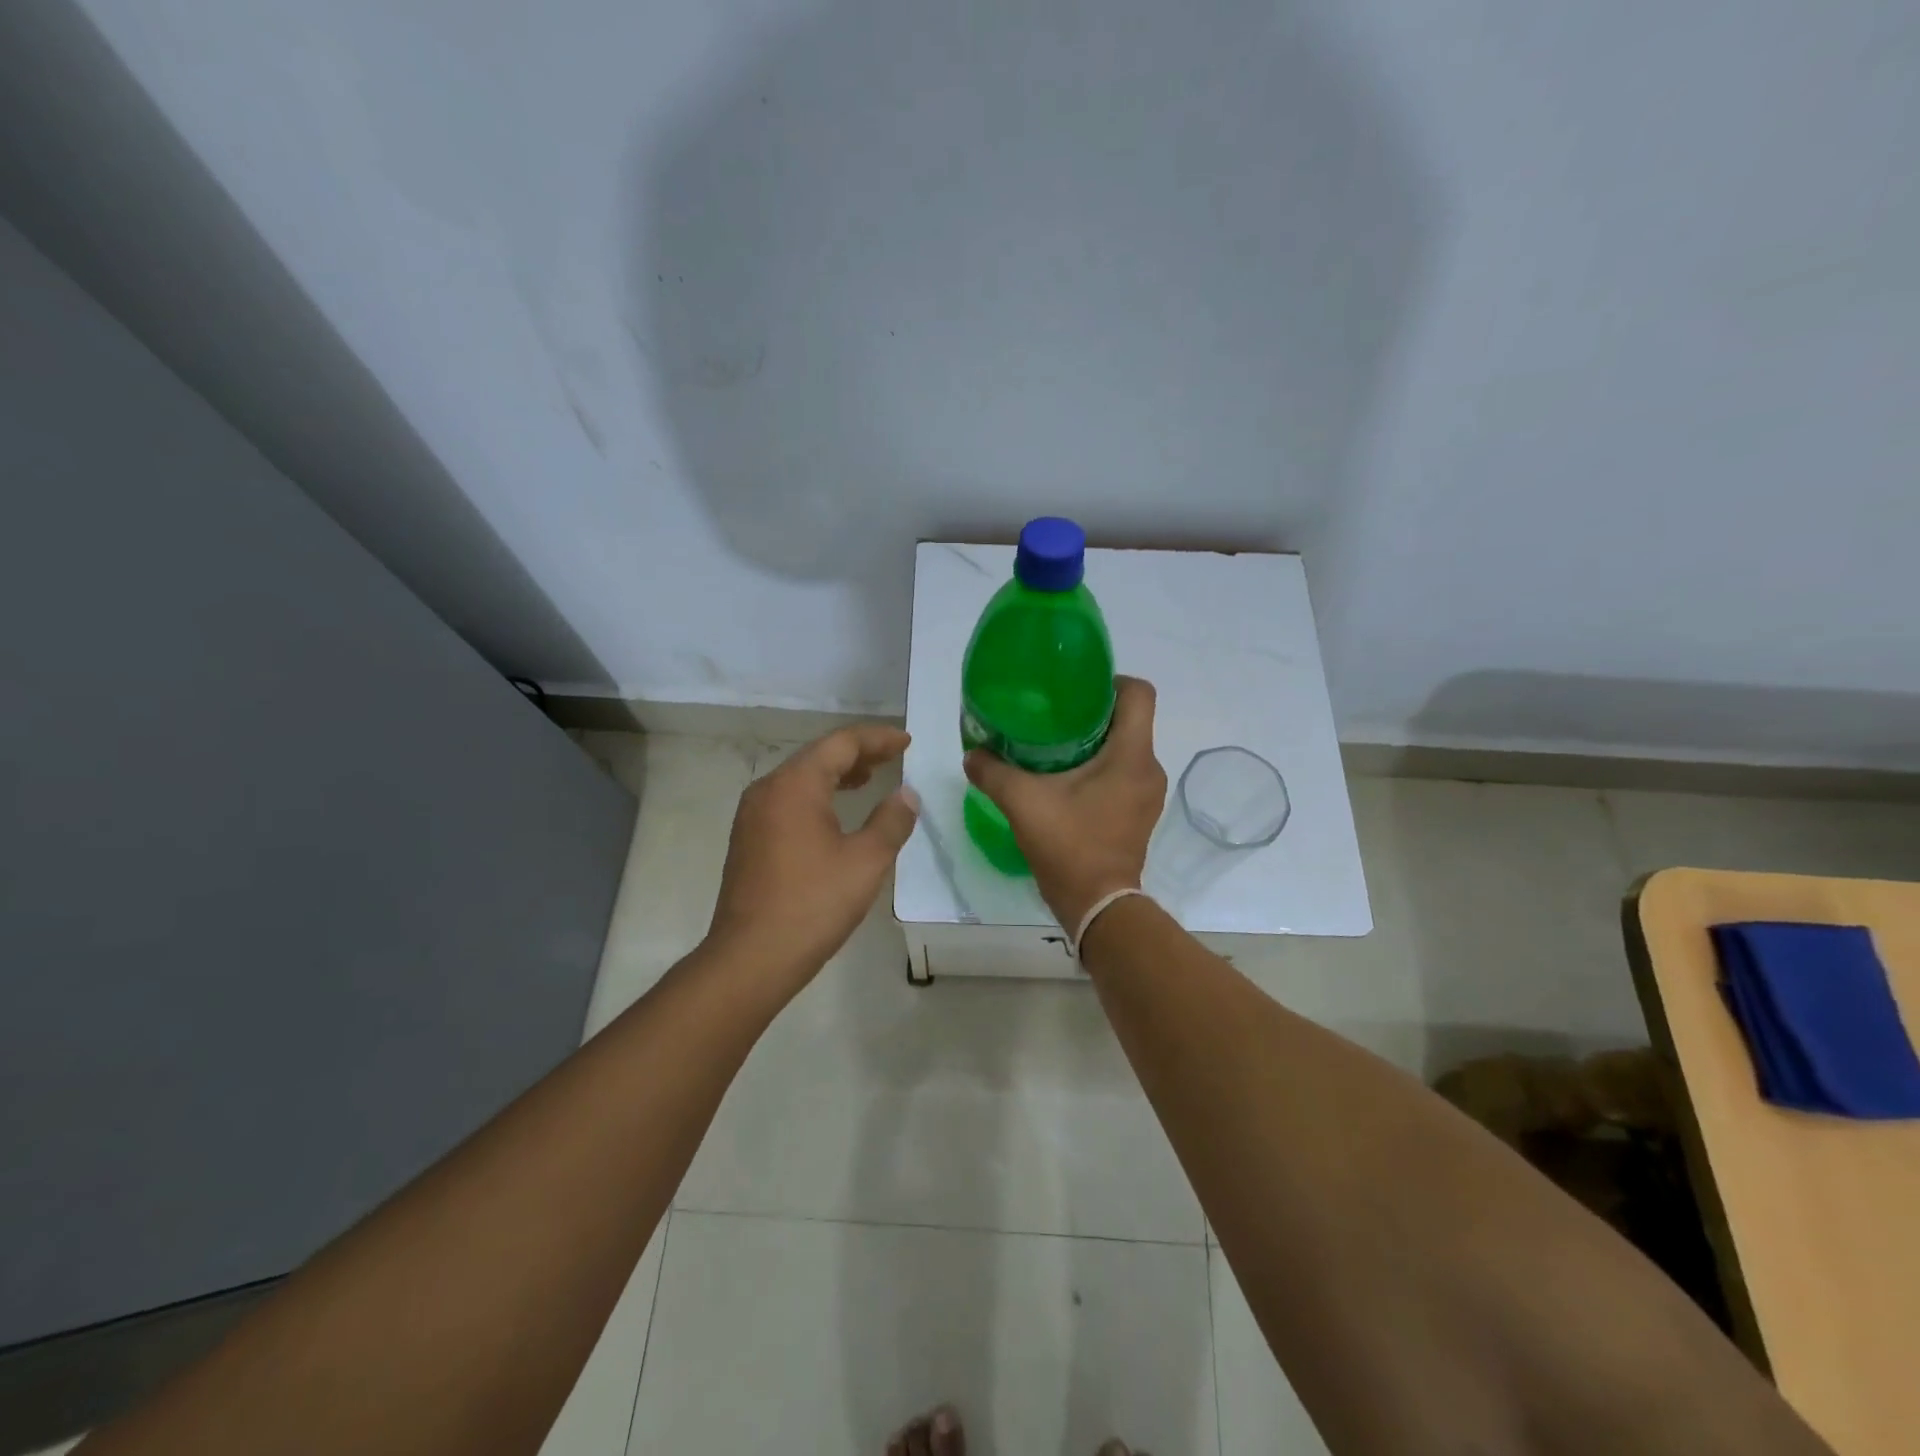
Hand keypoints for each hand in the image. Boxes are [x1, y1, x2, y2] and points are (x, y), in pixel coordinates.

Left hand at [707, 724, 919, 992]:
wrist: (751, 957)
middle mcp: (768, 790)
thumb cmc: (813, 904)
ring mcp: (752, 815)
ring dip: (837, 775)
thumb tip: (906, 795)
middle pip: (818, 756)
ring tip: (870, 779)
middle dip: (858, 754)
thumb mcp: (866, 861)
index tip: (907, 742)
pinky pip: (788, 802)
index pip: (841, 744)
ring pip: (801, 779)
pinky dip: (817, 796)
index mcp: (795, 785)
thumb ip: (892, 821)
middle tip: (893, 756)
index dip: (877, 739)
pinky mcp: (748, 840)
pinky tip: (835, 815)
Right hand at [964, 676, 1165, 929]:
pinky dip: (1101, 768)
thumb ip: (993, 772)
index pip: (1139, 693)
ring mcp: (1147, 794)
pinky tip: (1067, 780)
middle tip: (1055, 714)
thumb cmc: (1069, 845)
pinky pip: (1124, 774)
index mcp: (1131, 755)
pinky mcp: (1139, 814)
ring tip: (1056, 746)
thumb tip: (971, 753)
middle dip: (1094, 711)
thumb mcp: (1023, 802)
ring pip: (1126, 748)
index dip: (1110, 680)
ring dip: (1096, 742)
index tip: (1076, 688)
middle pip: (1130, 720)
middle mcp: (1149, 768)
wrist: (1097, 905)